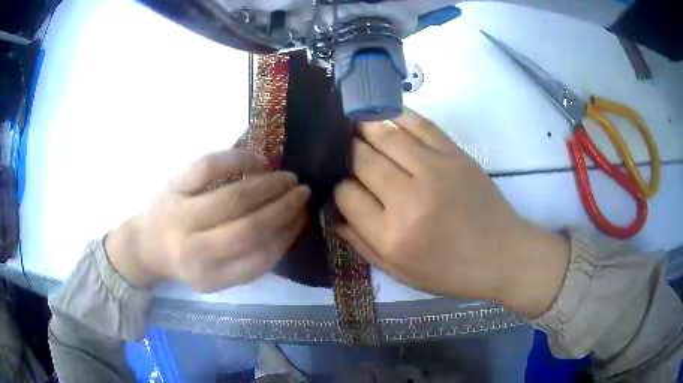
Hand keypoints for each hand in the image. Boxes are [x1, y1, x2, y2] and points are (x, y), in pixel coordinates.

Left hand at [106, 149, 310, 291]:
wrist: (148, 244)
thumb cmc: (188, 261)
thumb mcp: (219, 276)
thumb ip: (252, 261)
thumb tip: (289, 225)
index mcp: (210, 277)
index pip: (260, 256)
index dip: (287, 234)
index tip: (303, 217)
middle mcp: (193, 251)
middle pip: (249, 227)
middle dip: (284, 207)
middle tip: (303, 192)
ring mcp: (181, 214)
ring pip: (233, 196)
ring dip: (268, 185)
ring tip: (287, 178)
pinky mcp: (173, 185)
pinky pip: (209, 166)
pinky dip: (238, 159)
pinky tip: (258, 161)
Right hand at [334, 109, 569, 317]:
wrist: (502, 254)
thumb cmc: (451, 271)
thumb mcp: (401, 273)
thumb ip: (362, 245)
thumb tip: (334, 215)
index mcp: (393, 235)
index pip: (347, 195)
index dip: (339, 188)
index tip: (344, 187)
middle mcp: (409, 199)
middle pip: (362, 159)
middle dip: (347, 152)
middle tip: (343, 149)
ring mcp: (435, 170)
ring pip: (385, 135)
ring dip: (364, 126)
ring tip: (355, 125)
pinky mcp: (455, 155)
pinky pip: (420, 125)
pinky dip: (398, 115)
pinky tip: (386, 115)